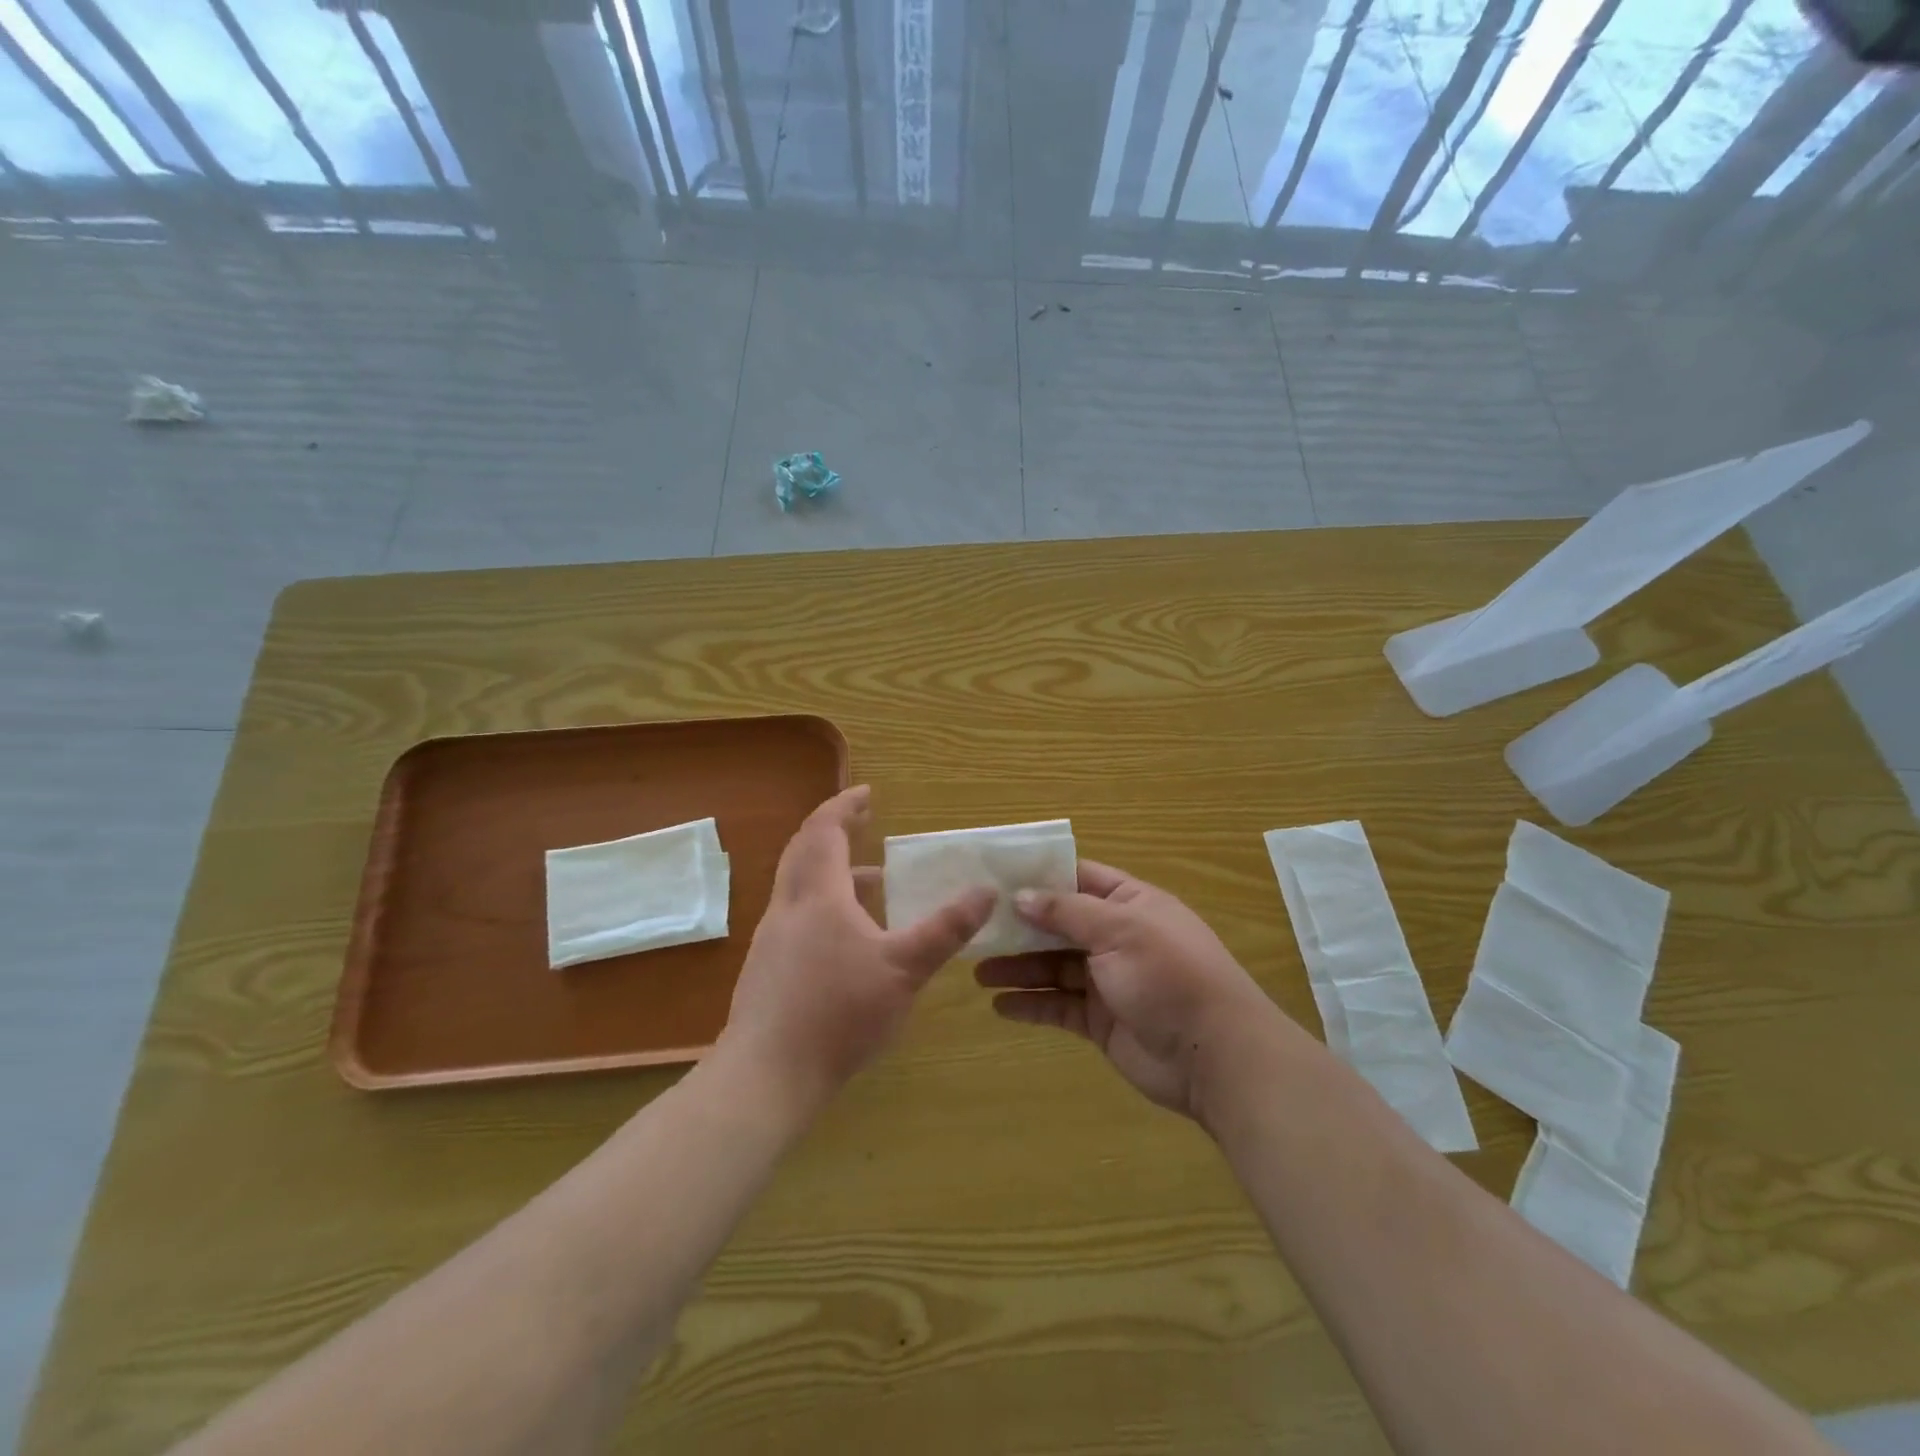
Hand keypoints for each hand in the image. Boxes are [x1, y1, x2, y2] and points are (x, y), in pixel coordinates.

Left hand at [720, 786, 994, 1110]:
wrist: (768, 1074)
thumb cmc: (839, 1012)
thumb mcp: (905, 969)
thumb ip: (946, 929)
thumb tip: (986, 891)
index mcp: (819, 895)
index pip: (825, 830)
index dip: (845, 806)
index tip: (868, 793)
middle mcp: (789, 906)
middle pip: (803, 849)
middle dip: (833, 828)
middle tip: (863, 821)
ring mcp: (772, 937)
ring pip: (798, 884)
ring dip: (830, 869)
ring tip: (872, 881)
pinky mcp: (767, 967)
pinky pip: (796, 914)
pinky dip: (823, 903)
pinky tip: (848, 938)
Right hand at [977, 861, 1274, 1119]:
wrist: (1214, 1056)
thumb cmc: (1169, 975)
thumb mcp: (1119, 930)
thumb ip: (1067, 911)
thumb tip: (1020, 895)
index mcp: (1130, 904)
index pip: (1078, 879)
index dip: (1039, 877)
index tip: (995, 878)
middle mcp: (1116, 937)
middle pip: (1059, 925)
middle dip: (1020, 927)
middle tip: (974, 929)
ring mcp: (1108, 980)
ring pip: (1053, 967)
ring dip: (1018, 968)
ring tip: (977, 971)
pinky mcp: (1100, 1020)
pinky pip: (1058, 1006)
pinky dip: (1031, 1005)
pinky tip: (1000, 1006)